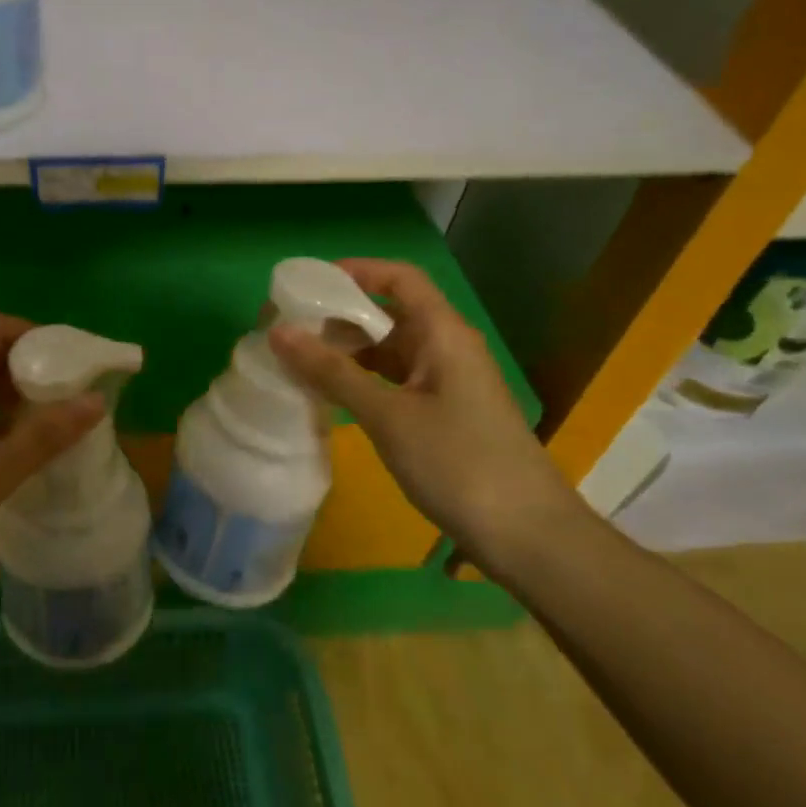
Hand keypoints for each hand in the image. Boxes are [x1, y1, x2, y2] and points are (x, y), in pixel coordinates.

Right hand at [267, 258, 582, 566]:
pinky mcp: (443, 414)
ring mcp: (446, 383)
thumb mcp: (388, 416)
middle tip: (288, 330)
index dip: (356, 271)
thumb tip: (279, 332)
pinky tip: (330, 397)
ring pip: (388, 352)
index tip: (308, 283)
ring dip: (346, 354)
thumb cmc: (458, 463)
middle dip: (339, 318)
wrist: (526, 535)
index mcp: (443, 334)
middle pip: (389, 314)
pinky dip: (361, 382)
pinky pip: (394, 382)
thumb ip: (332, 373)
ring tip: (298, 363)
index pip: (400, 279)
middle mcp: (446, 349)